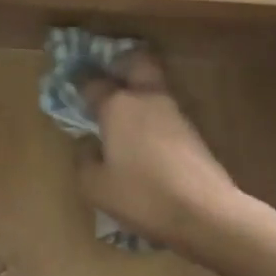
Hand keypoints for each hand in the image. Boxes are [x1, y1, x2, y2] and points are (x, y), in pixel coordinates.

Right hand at [77, 53, 239, 253]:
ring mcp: (174, 113)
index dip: (79, 82)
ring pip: (154, 88)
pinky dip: (152, 117)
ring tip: (122, 114)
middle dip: (121, 64)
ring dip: (139, 92)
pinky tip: (143, 139)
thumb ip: (84, 160)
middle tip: (108, 77)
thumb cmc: (141, 195)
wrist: (204, 212)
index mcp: (117, 106)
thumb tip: (88, 145)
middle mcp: (147, 99)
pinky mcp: (193, 132)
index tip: (71, 83)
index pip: (93, 82)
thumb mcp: (95, 186)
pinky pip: (165, 113)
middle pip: (137, 62)